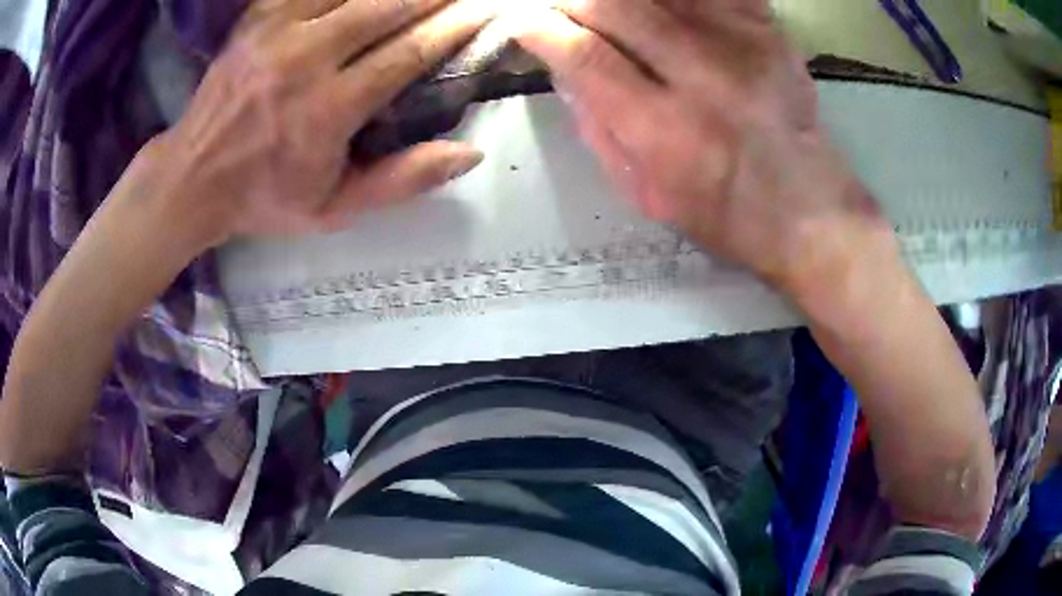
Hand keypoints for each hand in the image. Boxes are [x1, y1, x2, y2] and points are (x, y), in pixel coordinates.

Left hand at [143, 0, 493, 252]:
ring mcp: (277, 31)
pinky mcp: (257, 18)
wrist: (192, 179)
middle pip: (385, 6)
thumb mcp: (334, 209)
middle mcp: (304, 59)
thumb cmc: (264, 197)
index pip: (408, 53)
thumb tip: (471, 153)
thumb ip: (401, 180)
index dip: (453, 27)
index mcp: (327, 110)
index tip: (486, 11)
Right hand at [508, 0, 895, 294]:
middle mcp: (703, 79)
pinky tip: (664, 5)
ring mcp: (742, 46)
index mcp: (665, 131)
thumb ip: (599, 128)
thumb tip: (565, 69)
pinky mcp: (769, 32)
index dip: (542, 29)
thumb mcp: (644, 193)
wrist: (806, 211)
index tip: (524, 21)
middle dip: (574, 0)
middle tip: (560, 5)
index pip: (584, 56)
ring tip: (607, 7)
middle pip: (617, 8)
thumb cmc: (721, 215)